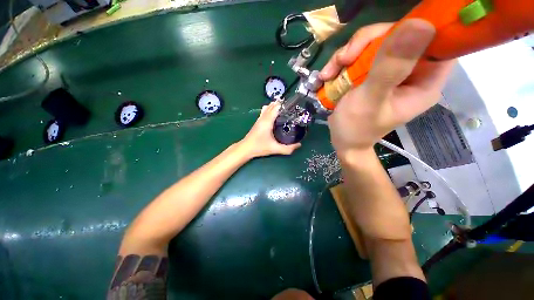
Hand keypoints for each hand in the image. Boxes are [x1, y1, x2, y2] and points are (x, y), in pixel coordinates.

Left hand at [239, 101, 300, 157]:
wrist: (246, 148)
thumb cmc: (259, 147)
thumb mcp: (275, 149)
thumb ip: (287, 149)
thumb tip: (299, 145)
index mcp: (267, 121)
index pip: (276, 107)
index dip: (284, 104)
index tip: (293, 104)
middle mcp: (263, 118)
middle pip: (272, 105)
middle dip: (281, 104)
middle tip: (291, 107)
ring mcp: (259, 119)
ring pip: (267, 108)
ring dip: (275, 106)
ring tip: (284, 108)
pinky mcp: (257, 122)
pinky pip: (264, 111)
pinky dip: (270, 109)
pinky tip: (274, 114)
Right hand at [320, 19, 454, 154]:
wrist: (342, 140)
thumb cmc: (356, 128)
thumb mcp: (369, 101)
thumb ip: (390, 69)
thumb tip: (420, 24)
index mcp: (425, 81)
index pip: (437, 40)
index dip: (416, 27)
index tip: (386, 35)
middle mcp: (412, 71)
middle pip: (399, 34)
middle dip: (366, 43)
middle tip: (344, 60)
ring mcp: (391, 70)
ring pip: (375, 41)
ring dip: (348, 54)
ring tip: (329, 74)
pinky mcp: (373, 72)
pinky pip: (360, 54)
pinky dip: (341, 62)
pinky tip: (328, 76)